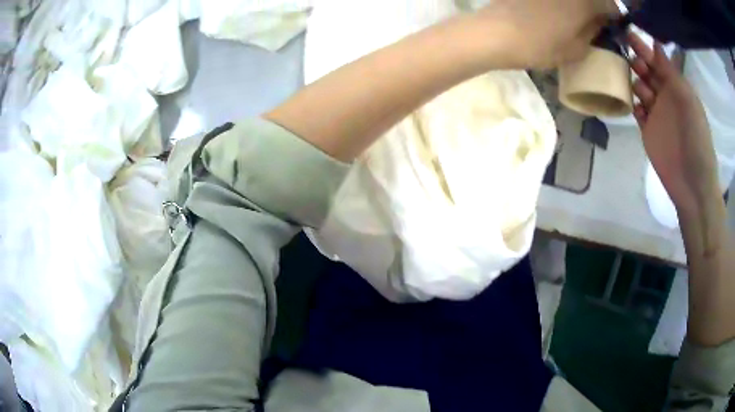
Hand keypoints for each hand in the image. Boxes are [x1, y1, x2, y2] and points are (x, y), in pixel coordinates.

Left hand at [478, 0, 618, 68]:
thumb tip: (599, 22)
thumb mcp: (576, 49)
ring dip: (579, 5)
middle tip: (594, 22)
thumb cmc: (541, 45)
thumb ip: (593, 32)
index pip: (610, 5)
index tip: (611, 25)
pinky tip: (555, 11)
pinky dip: (562, 3)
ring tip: (574, 19)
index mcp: (585, 2)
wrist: (496, 33)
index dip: (613, 16)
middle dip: (596, 8)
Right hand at [627, 32, 719, 214]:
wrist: (692, 184)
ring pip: (639, 88)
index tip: (629, 34)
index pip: (658, 62)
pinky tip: (635, 106)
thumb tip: (656, 45)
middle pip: (647, 72)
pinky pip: (637, 111)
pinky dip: (633, 105)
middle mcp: (665, 98)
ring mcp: (656, 115)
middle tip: (631, 58)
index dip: (645, 47)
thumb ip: (672, 74)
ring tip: (634, 83)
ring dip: (635, 81)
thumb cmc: (696, 140)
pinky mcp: (647, 131)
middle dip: (637, 61)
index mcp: (677, 89)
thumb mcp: (688, 101)